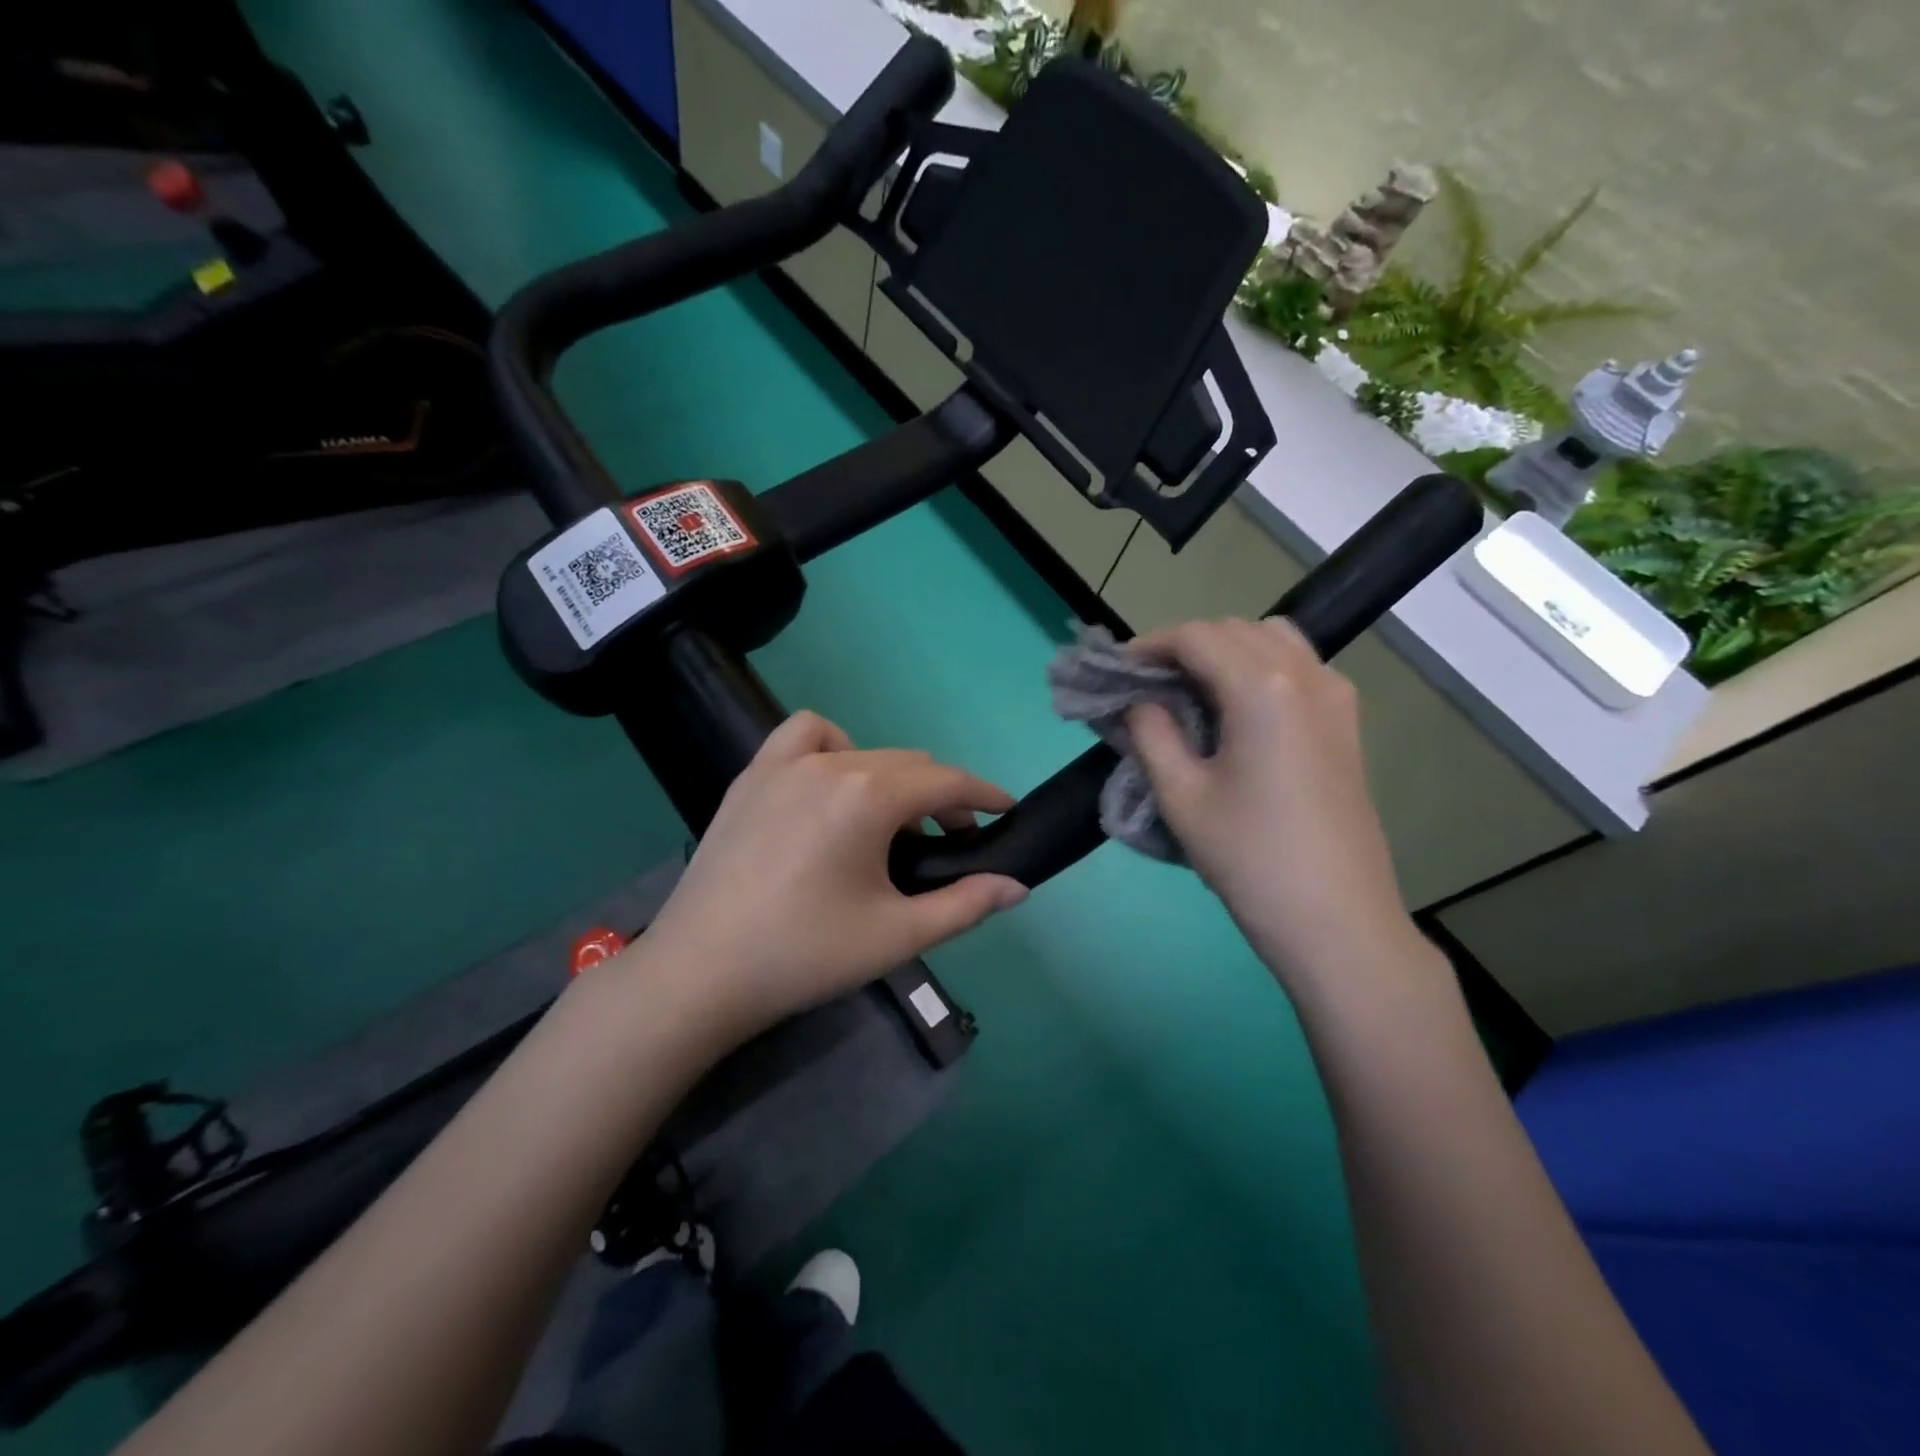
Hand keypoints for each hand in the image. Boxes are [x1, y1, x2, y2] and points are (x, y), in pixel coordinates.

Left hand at [637, 712, 1027, 1038]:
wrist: (702, 972)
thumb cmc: (806, 954)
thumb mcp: (898, 935)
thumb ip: (966, 905)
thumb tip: (1017, 886)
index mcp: (870, 796)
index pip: (946, 781)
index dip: (983, 795)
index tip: (1006, 810)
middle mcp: (832, 764)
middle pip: (909, 764)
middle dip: (942, 796)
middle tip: (950, 841)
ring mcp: (784, 764)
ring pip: (863, 749)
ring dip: (892, 775)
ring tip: (888, 821)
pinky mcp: (751, 776)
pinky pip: (804, 735)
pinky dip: (832, 748)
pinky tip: (830, 785)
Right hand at [1126, 619, 1424, 993]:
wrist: (1336, 920)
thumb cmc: (1250, 858)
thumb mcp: (1181, 796)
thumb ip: (1151, 734)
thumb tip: (1139, 702)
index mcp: (1262, 687)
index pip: (1197, 637)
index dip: (1150, 645)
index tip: (1119, 670)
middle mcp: (1305, 675)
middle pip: (1235, 630)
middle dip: (1185, 646)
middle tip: (1147, 684)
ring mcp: (1335, 696)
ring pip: (1272, 640)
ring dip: (1225, 651)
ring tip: (1191, 691)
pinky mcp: (1347, 723)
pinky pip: (1299, 668)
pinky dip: (1260, 668)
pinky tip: (1238, 709)